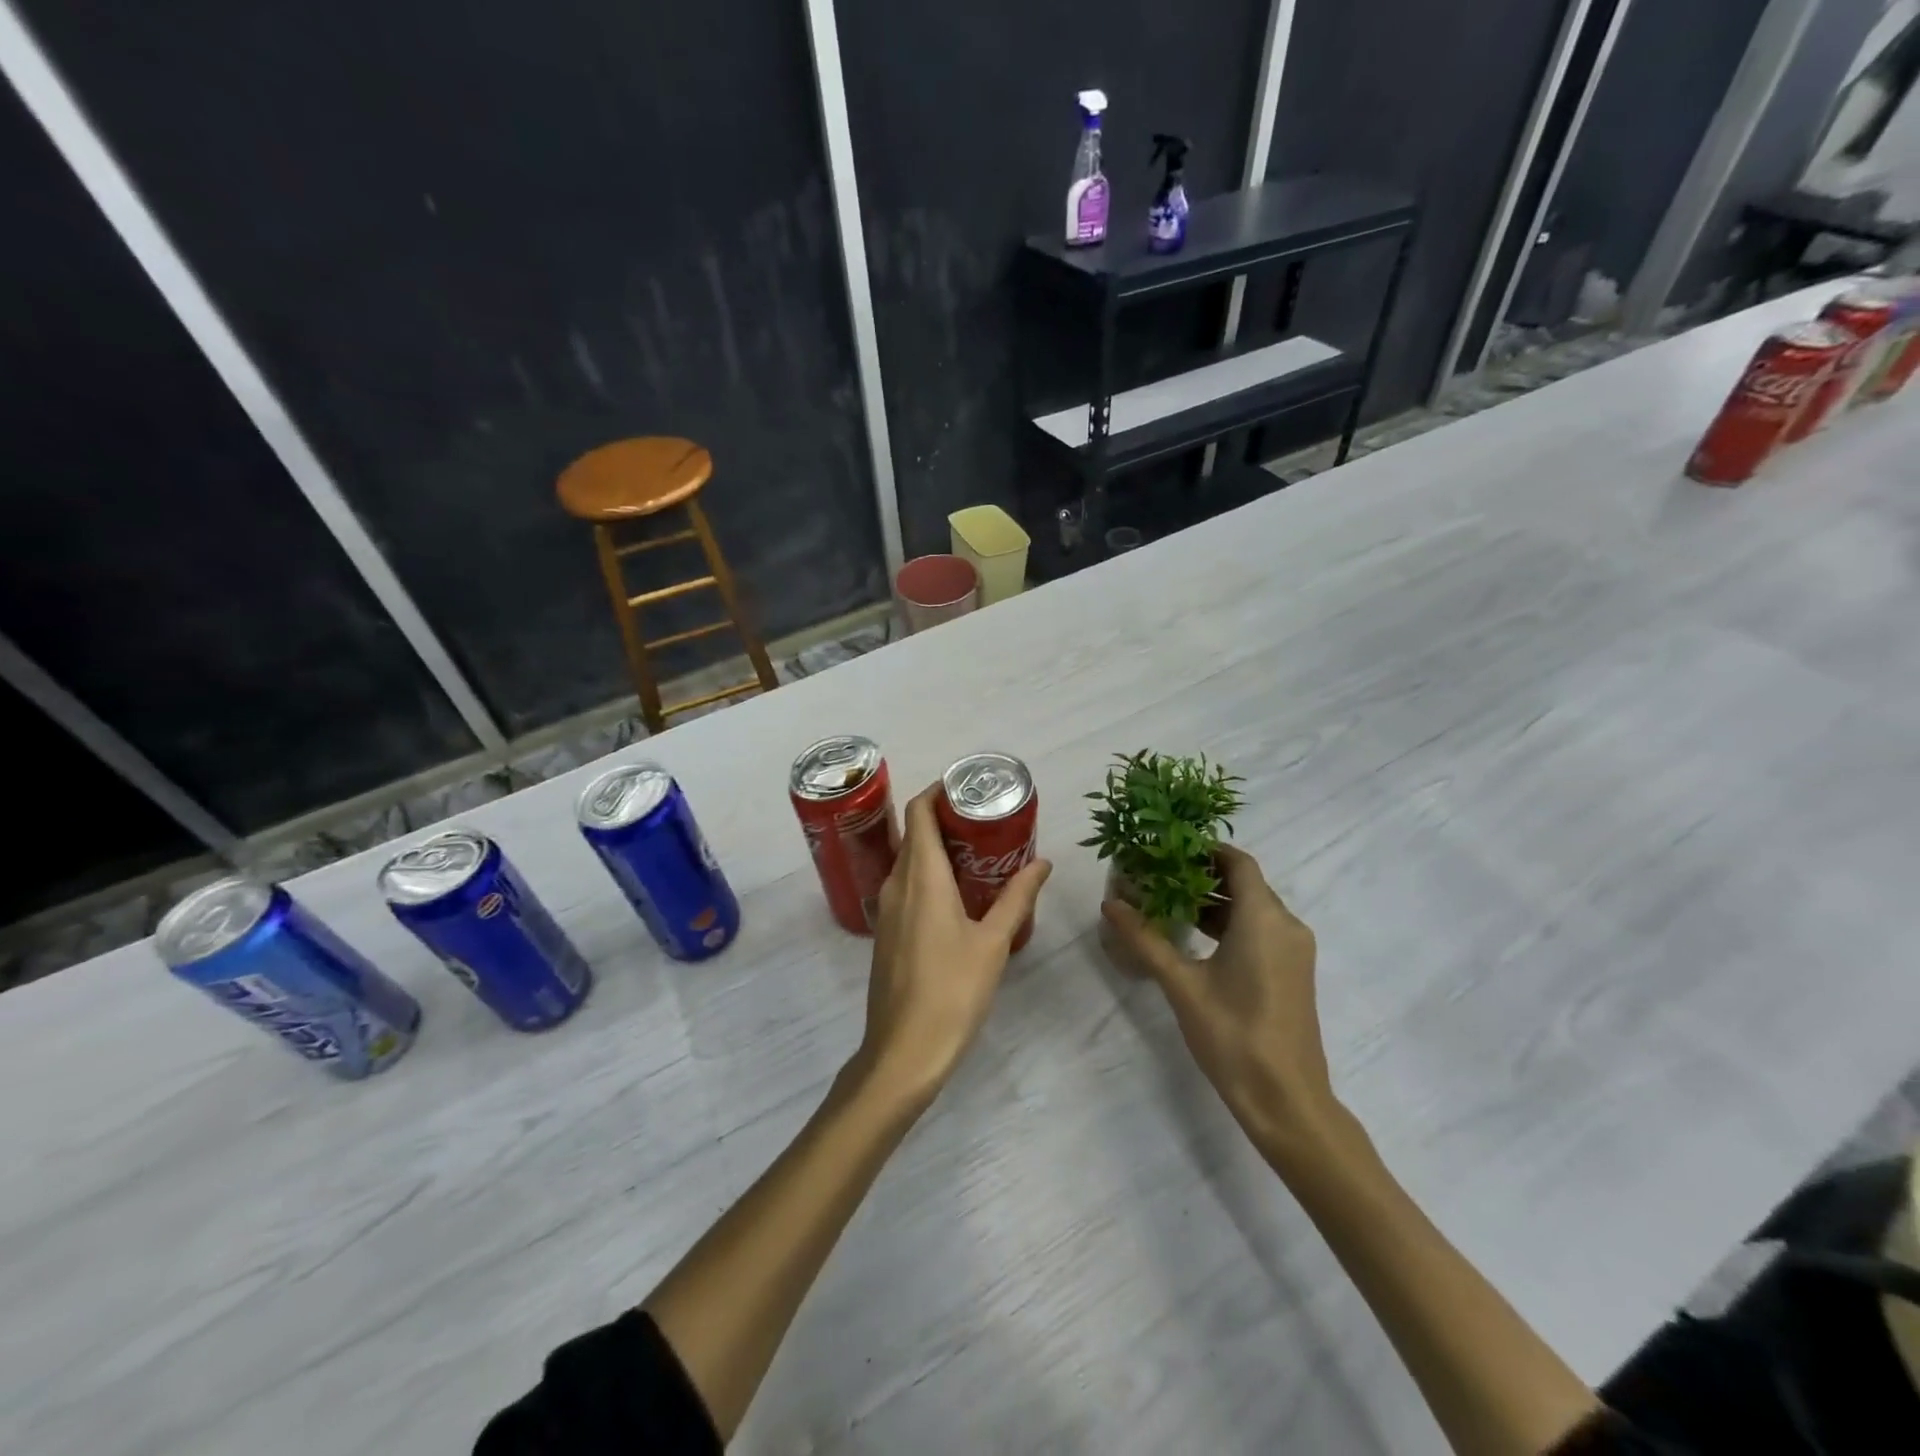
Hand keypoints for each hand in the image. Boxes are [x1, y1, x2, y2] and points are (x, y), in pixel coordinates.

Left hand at [853, 784, 1051, 1109]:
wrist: (903, 1051)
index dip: (939, 791)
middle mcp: (896, 883)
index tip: (970, 788)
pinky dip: (930, 874)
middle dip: (947, 818)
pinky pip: (907, 885)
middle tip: (987, 819)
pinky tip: (961, 893)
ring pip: (909, 860)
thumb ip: (1017, 898)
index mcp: (920, 877)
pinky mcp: (886, 931)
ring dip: (939, 848)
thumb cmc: (952, 991)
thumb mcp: (994, 942)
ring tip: (980, 852)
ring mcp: (886, 908)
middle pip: (914, 832)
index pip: (919, 812)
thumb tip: (1043, 863)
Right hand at [1102, 844, 1341, 1160]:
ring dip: (1214, 901)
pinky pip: (1260, 930)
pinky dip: (1230, 924)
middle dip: (1201, 875)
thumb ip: (1145, 938)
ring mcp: (1293, 950)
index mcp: (1264, 918)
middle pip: (1245, 883)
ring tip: (1167, 902)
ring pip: (1252, 908)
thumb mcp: (1181, 984)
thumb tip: (1110, 903)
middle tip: (1158, 874)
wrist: (1287, 1100)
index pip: (1238, 862)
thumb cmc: (1234, 1035)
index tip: (1167, 848)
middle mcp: (1286, 925)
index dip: (1205, 849)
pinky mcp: (1292, 971)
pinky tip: (1194, 936)